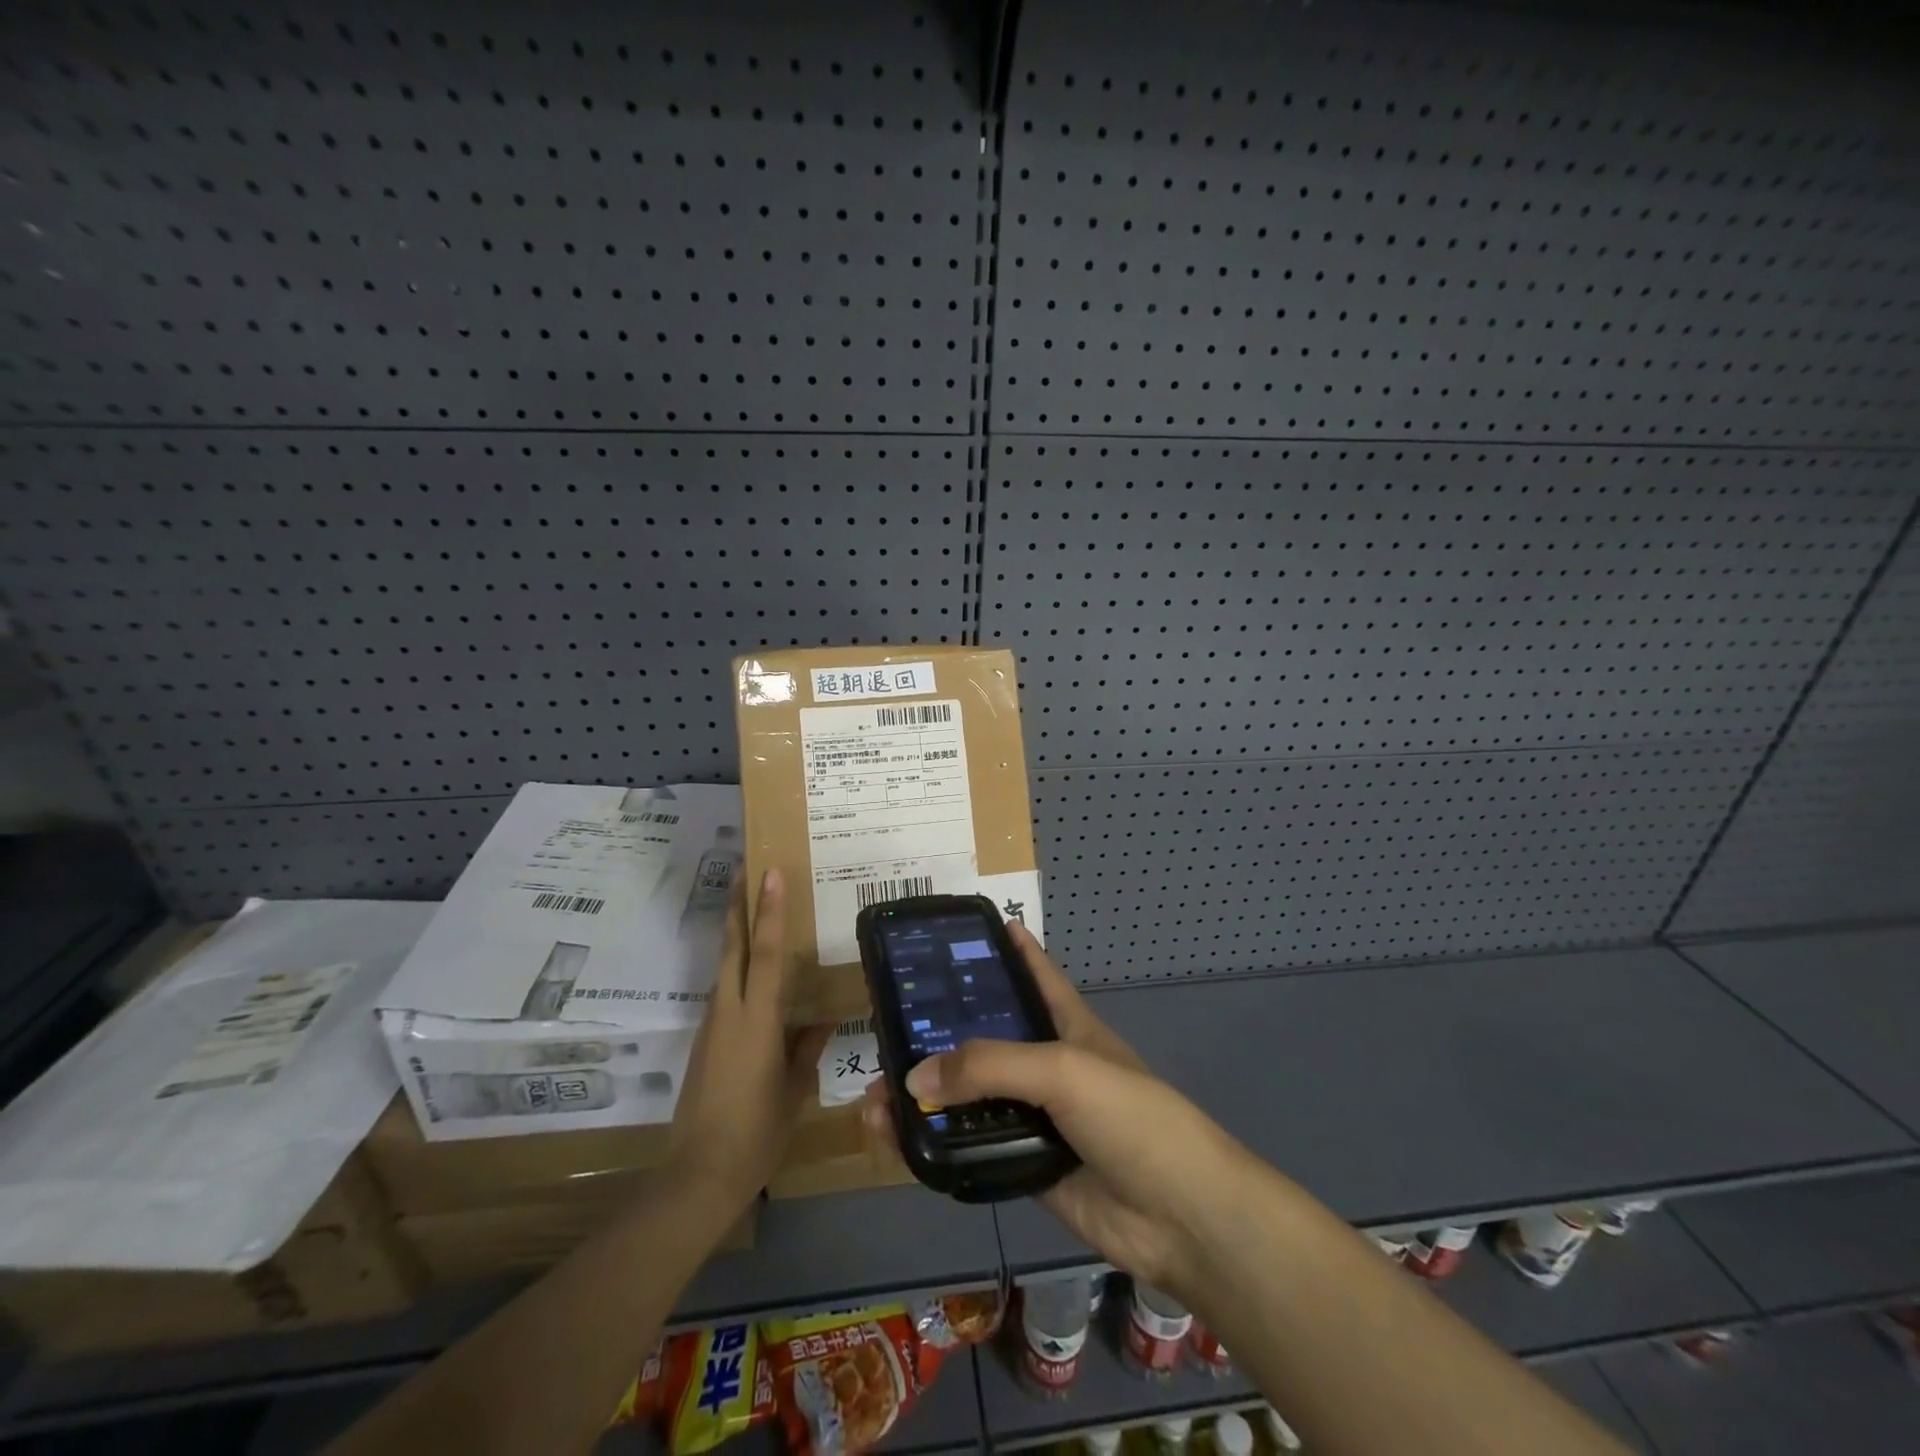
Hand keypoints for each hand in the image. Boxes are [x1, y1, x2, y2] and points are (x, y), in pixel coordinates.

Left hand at [668, 869, 832, 1208]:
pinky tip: (753, 972)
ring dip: (736, 933)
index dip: (770, 910)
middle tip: (745, 868)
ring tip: (753, 908)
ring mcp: (712, 1025)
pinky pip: (725, 990)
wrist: (696, 1176)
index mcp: (756, 1019)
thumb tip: (825, 1017)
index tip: (770, 872)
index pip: (767, 952)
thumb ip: (808, 1047)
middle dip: (738, 905)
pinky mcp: (704, 1041)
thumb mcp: (794, 1089)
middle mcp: (729, 1011)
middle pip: (733, 946)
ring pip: (725, 966)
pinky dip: (737, 967)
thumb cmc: (756, 1132)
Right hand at [861, 921, 1254, 1293]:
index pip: (1034, 972)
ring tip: (875, 1097)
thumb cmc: (1129, 1116)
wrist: (1178, 1215)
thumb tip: (914, 1078)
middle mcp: (1046, 1064)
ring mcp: (1035, 1117)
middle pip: (985, 1039)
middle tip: (886, 1027)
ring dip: (926, 1097)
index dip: (1007, 948)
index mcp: (1066, 1024)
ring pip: (970, 1099)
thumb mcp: (1062, 1069)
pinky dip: (937, 1146)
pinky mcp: (1024, 1164)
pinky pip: (972, 1149)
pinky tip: (899, 1141)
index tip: (967, 929)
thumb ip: (989, 1066)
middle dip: (940, 1033)